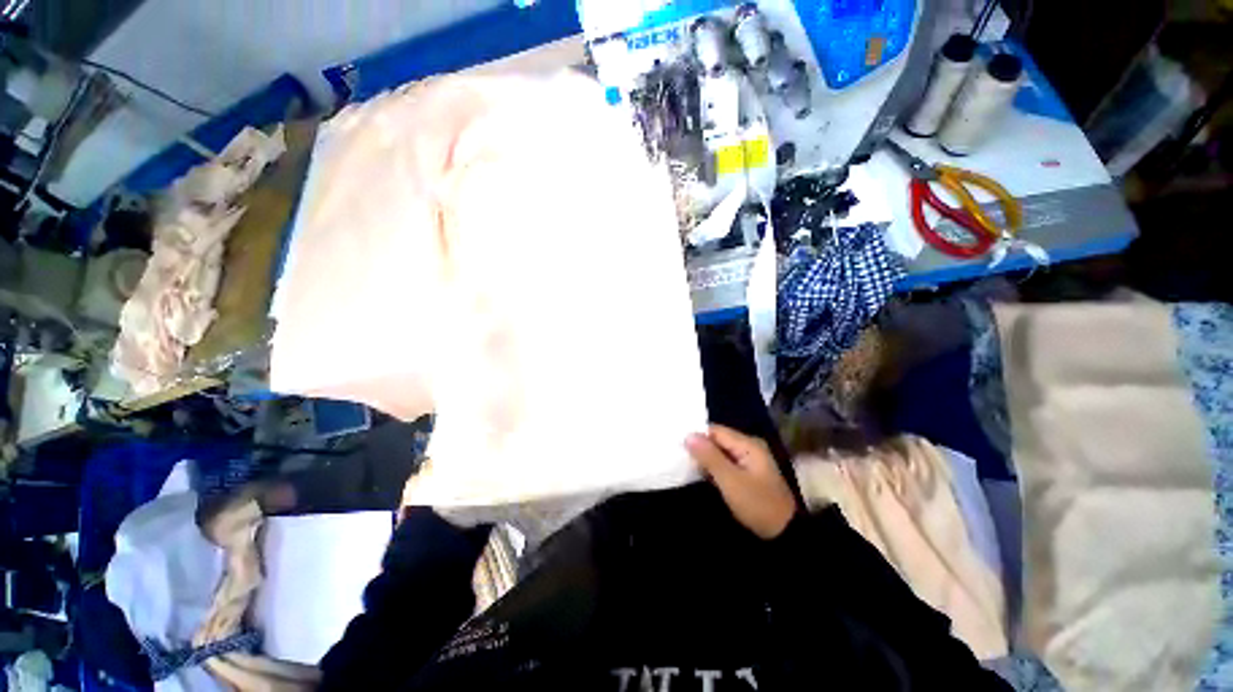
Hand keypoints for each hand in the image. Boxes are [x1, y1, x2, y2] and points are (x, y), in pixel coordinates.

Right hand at [686, 425, 797, 539]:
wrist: (784, 534)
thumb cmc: (757, 504)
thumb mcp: (730, 480)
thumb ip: (709, 457)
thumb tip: (688, 435)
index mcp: (748, 444)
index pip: (715, 431)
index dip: (697, 436)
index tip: (678, 444)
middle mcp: (749, 447)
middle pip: (717, 440)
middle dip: (700, 447)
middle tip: (679, 455)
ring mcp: (748, 461)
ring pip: (720, 452)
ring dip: (705, 458)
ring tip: (684, 463)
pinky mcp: (746, 473)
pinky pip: (725, 463)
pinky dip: (713, 468)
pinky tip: (700, 474)